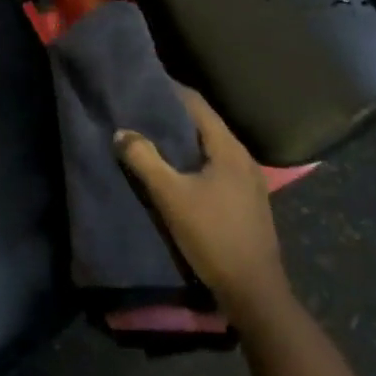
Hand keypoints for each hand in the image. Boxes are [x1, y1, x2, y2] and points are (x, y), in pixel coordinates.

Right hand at [115, 87, 289, 320]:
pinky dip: (196, 162)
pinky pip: (218, 168)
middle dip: (175, 117)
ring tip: (155, 139)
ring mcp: (250, 182)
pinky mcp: (248, 202)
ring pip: (212, 149)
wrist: (254, 291)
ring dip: (185, 142)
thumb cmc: (213, 236)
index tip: (146, 85)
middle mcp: (244, 158)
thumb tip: (122, 132)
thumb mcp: (171, 197)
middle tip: (143, 111)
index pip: (198, 105)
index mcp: (229, 149)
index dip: (172, 92)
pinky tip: (178, 173)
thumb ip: (145, 161)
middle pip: (206, 125)